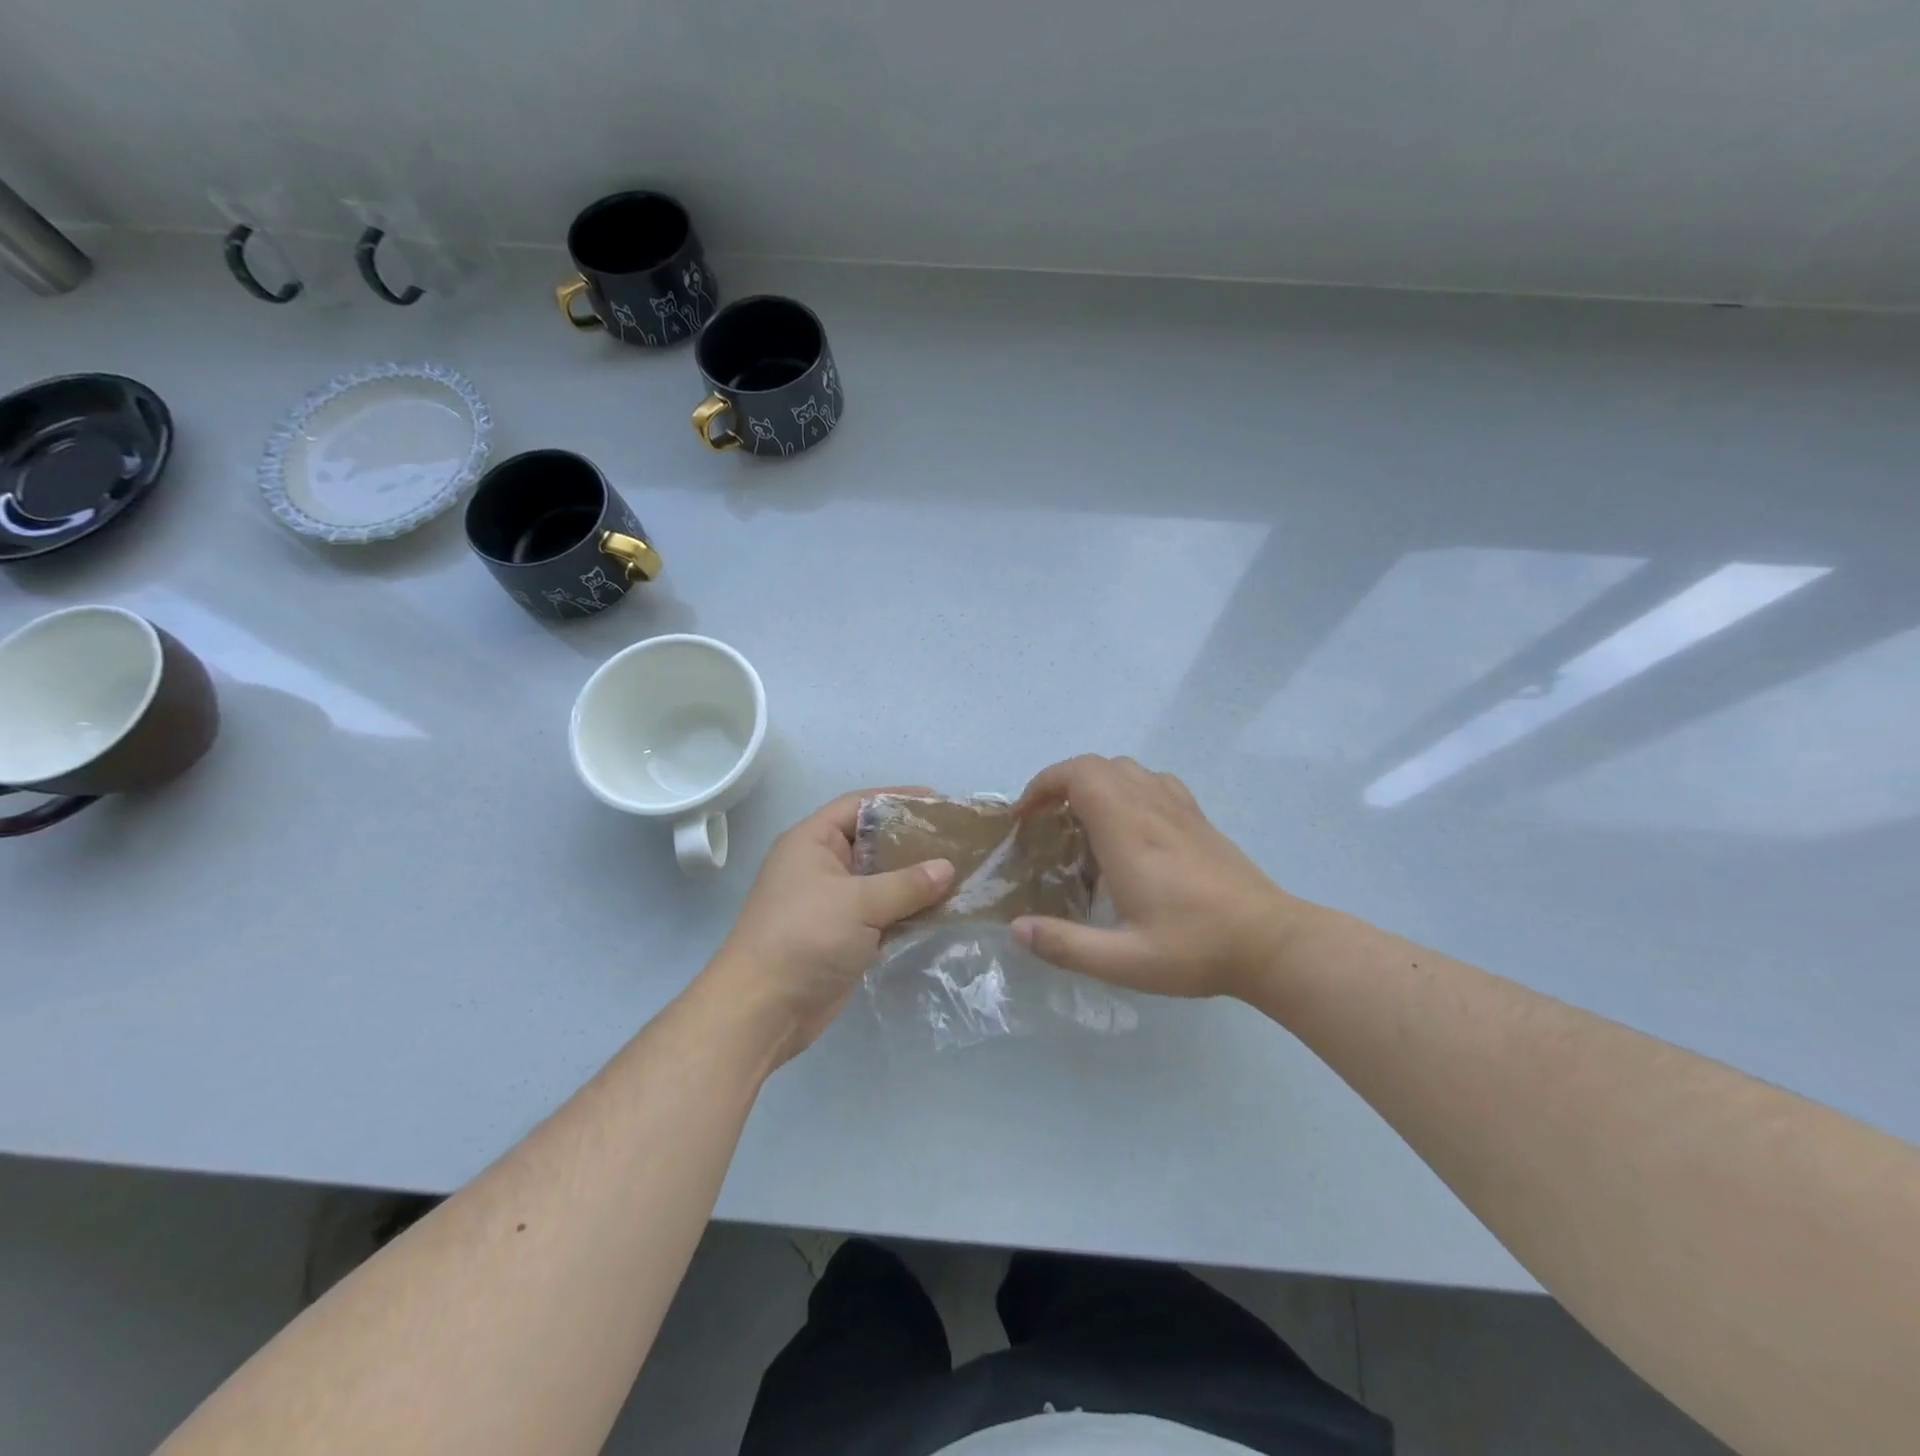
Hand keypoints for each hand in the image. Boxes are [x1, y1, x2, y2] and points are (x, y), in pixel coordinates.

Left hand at [707, 789, 953, 1066]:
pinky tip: (944, 910)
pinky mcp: (844, 935)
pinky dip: (908, 911)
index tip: (939, 802)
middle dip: (914, 842)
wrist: (764, 1010)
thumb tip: (948, 868)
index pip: (859, 805)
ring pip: (881, 881)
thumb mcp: (858, 903)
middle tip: (958, 840)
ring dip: (915, 880)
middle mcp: (822, 866)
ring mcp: (833, 903)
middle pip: (874, 842)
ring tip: (961, 873)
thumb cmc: (804, 937)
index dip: (898, 799)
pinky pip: (882, 913)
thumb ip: (906, 884)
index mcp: (813, 842)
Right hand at [1011, 755, 1298, 999]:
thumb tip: (1015, 929)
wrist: (1271, 943)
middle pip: (1098, 765)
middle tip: (1044, 821)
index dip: (1044, 783)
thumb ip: (1065, 946)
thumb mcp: (1123, 961)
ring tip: (1080, 821)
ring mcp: (1179, 809)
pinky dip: (1127, 787)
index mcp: (1128, 832)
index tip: (1026, 815)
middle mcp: (1151, 808)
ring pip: (1127, 768)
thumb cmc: (1195, 948)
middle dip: (1061, 782)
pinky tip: (1128, 825)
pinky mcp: (1199, 818)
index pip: (1080, 775)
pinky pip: (1154, 781)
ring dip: (1094, 782)